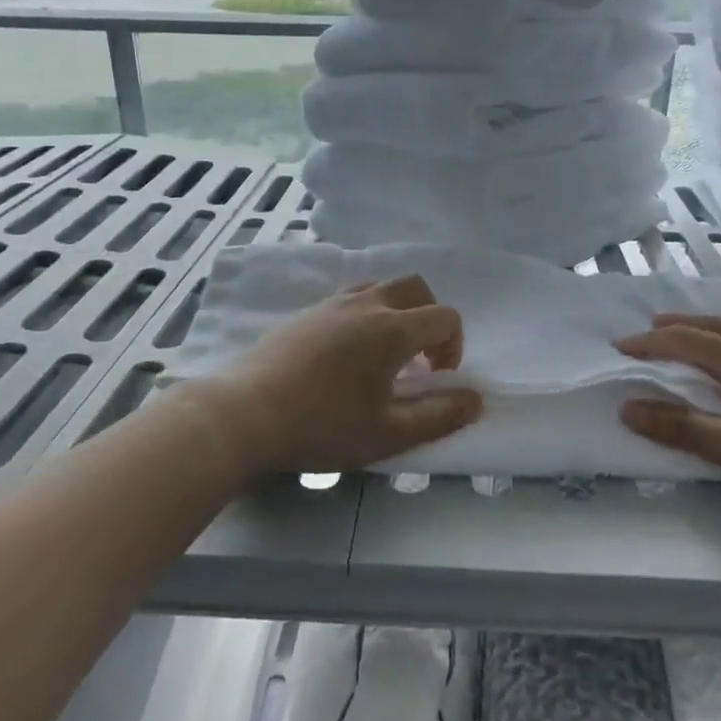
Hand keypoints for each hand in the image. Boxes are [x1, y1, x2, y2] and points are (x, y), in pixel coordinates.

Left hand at [188, 274, 482, 481]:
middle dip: (430, 316)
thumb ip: (438, 416)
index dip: (454, 344)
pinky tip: (347, 355)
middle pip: (415, 287)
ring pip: (380, 287)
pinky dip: (366, 314)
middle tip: (420, 358)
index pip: (444, 316)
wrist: (245, 413)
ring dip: (397, 312)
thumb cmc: (322, 426)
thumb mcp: (388, 434)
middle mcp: (366, 304)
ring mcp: (332, 303)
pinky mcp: (306, 312)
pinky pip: (350, 298)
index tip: (438, 377)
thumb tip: (475, 399)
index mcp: (392, 329)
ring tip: (384, 355)